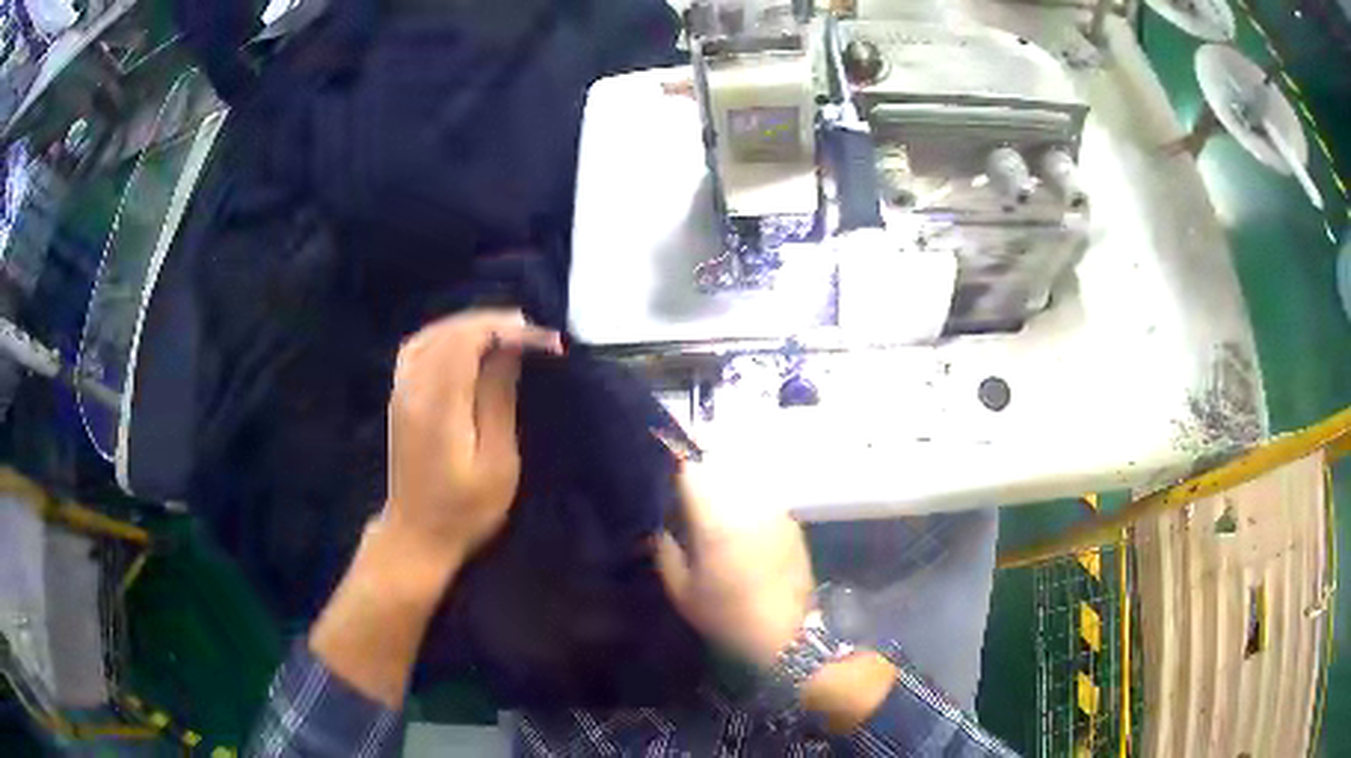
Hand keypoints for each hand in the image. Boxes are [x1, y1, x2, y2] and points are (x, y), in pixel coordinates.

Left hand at [383, 309, 561, 570]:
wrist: (416, 536)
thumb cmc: (464, 510)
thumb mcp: (496, 463)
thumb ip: (498, 400)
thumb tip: (509, 351)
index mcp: (439, 404)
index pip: (469, 340)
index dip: (508, 330)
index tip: (545, 342)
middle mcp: (414, 388)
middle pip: (451, 331)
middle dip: (494, 323)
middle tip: (533, 333)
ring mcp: (401, 391)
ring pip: (432, 334)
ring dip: (469, 326)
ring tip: (506, 333)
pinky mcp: (398, 399)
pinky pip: (418, 348)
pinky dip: (445, 335)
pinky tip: (465, 344)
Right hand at [654, 461, 814, 668]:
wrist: (787, 632)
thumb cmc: (728, 615)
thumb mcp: (682, 593)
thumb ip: (666, 552)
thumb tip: (662, 526)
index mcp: (715, 521)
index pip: (692, 471)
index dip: (676, 468)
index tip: (667, 476)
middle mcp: (747, 506)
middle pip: (720, 468)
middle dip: (703, 475)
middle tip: (689, 494)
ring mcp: (774, 511)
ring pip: (744, 481)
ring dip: (728, 485)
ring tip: (717, 505)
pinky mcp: (792, 521)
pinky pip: (763, 497)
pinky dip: (749, 501)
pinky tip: (743, 523)